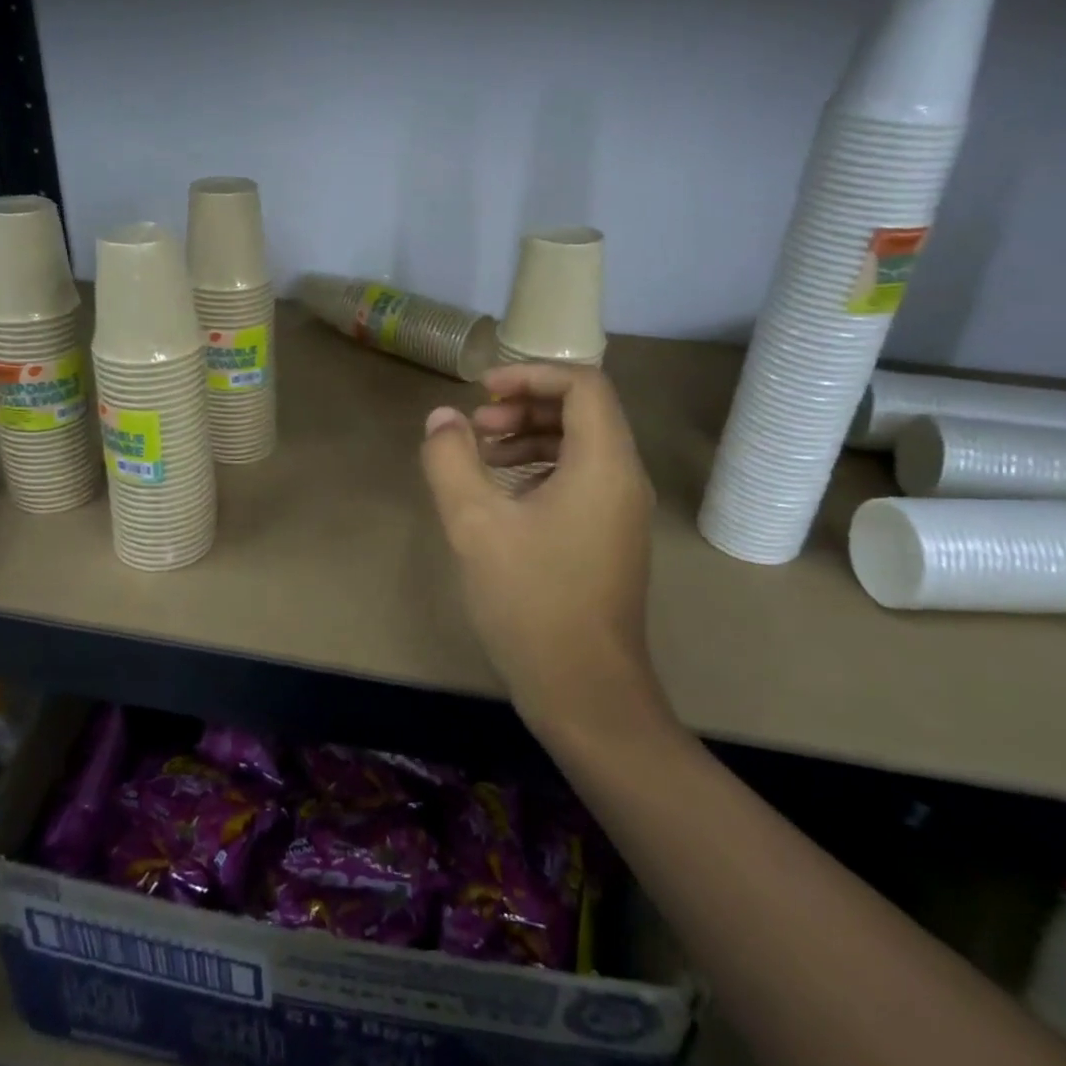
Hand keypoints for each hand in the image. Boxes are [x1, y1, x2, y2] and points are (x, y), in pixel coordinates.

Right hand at [420, 363, 663, 733]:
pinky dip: (542, 468)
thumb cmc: (531, 600)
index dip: (531, 373)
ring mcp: (621, 510)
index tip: (483, 391)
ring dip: (531, 437)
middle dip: (526, 405)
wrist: (585, 691)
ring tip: (483, 456)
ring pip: (582, 445)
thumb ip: (451, 460)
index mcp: (603, 464)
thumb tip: (442, 418)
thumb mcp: (475, 525)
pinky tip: (503, 495)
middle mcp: (623, 477)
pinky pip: (581, 478)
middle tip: (477, 426)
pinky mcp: (611, 536)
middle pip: (583, 410)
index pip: (583, 384)